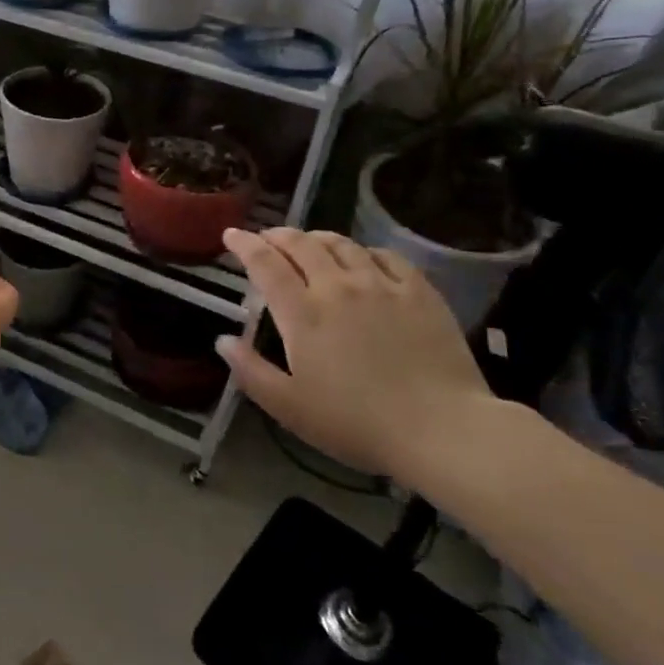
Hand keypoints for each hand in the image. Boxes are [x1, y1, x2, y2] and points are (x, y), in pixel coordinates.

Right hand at [217, 227, 495, 481]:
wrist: (442, 429)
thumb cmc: (356, 423)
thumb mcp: (290, 408)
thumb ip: (251, 372)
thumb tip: (222, 341)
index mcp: (302, 313)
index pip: (265, 263)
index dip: (244, 244)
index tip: (231, 235)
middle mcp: (337, 287)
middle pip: (301, 244)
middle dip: (277, 235)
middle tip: (266, 238)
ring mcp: (381, 285)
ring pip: (342, 244)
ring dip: (316, 238)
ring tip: (308, 242)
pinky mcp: (419, 291)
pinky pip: (385, 255)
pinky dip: (363, 250)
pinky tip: (362, 259)